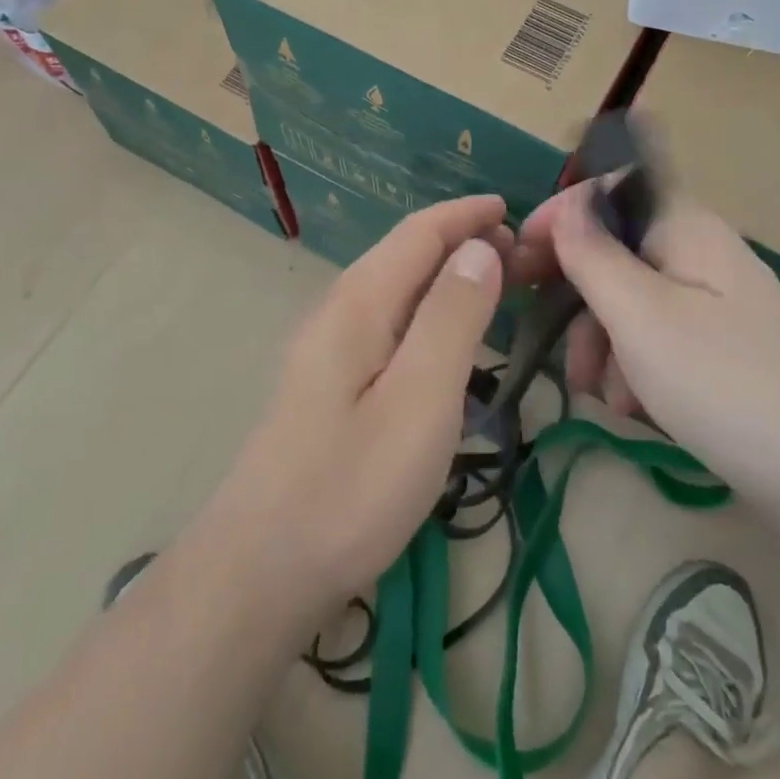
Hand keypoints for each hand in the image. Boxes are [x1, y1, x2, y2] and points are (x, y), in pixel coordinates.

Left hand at [199, 196, 510, 623]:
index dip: (465, 214)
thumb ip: (452, 317)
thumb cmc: (351, 485)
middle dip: (460, 241)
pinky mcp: (327, 385)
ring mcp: (327, 350)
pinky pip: (388, 323)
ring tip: (494, 285)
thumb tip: (479, 247)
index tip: (512, 208)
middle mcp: (338, 313)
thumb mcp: (420, 399)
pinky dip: (428, 312)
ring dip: (445, 276)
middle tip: (520, 253)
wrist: (259, 570)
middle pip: (404, 255)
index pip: (418, 233)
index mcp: (359, 303)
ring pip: (395, 289)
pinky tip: (445, 338)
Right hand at [516, 182, 779, 503]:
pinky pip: (659, 337)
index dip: (562, 214)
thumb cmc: (723, 383)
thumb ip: (593, 253)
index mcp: (685, 226)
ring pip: (632, 301)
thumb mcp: (640, 315)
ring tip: (604, 394)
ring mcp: (715, 302)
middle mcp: (701, 253)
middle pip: (617, 250)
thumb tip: (568, 203)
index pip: (611, 188)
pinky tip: (635, 408)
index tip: (520, 256)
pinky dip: (635, 365)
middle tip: (550, 340)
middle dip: (579, 296)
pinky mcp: (722, 347)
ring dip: (603, 341)